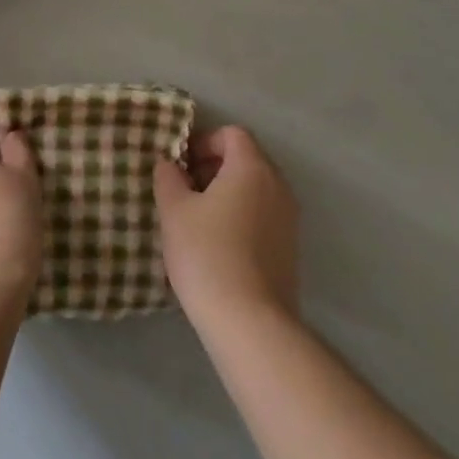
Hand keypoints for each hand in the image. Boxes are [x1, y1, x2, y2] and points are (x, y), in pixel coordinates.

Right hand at [155, 126, 299, 325]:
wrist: (250, 323)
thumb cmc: (207, 254)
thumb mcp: (173, 209)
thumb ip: (168, 177)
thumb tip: (170, 165)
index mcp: (252, 168)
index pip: (231, 134)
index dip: (203, 142)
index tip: (180, 166)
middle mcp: (278, 187)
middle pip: (245, 159)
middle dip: (212, 168)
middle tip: (183, 190)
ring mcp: (289, 220)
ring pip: (254, 190)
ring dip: (225, 194)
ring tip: (195, 220)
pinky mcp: (290, 250)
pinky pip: (262, 216)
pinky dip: (240, 217)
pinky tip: (216, 246)